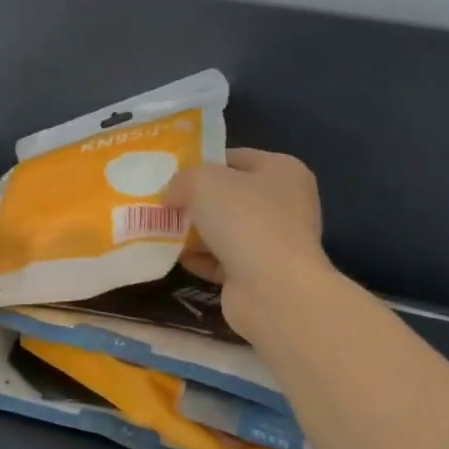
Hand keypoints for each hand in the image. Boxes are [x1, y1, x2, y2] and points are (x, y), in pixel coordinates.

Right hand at [165, 149, 329, 340]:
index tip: (174, 175)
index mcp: (283, 170)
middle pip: (231, 195)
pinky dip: (202, 258)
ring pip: (227, 229)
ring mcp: (276, 242)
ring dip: (197, 231)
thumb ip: (182, 179)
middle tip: (165, 203)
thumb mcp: (202, 181)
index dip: (203, 163)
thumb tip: (172, 195)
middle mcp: (286, 204)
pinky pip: (225, 260)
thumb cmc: (244, 219)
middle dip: (197, 200)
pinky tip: (177, 257)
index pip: (236, 158)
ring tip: (162, 230)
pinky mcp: (262, 274)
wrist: (273, 290)